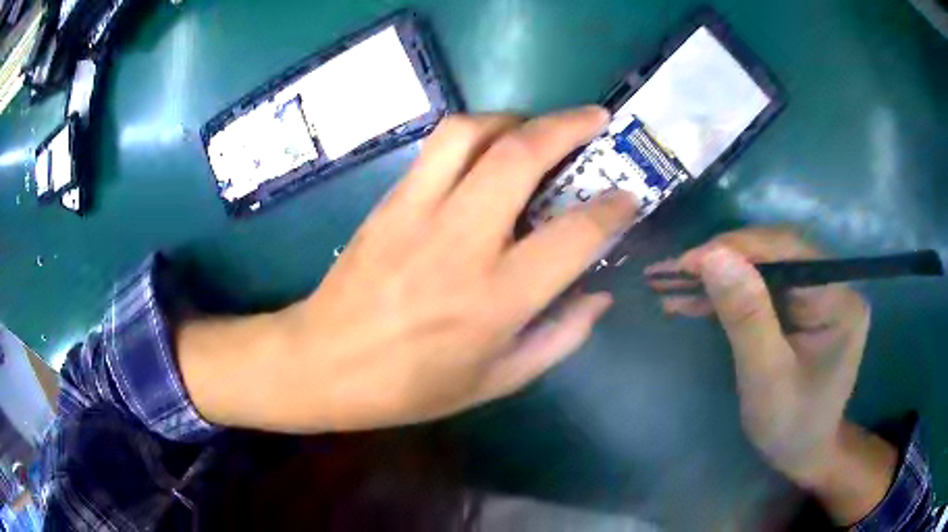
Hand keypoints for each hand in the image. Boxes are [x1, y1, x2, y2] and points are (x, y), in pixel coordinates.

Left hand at [181, 107, 637, 433]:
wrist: (322, 362)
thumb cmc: (410, 386)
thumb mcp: (496, 381)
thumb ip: (560, 337)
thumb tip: (600, 295)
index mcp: (496, 299)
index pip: (574, 235)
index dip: (613, 208)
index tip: (629, 195)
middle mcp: (461, 242)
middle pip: (522, 156)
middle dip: (569, 126)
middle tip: (595, 120)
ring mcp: (418, 212)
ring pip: (472, 132)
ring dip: (516, 119)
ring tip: (537, 129)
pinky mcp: (389, 201)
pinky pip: (436, 146)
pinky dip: (475, 132)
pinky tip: (488, 149)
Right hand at [647, 227, 895, 524]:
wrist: (803, 451)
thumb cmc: (790, 426)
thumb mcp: (766, 378)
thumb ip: (746, 317)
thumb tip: (713, 256)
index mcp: (838, 300)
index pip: (787, 253)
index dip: (735, 250)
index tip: (684, 265)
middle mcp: (835, 283)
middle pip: (775, 252)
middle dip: (722, 261)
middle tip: (672, 276)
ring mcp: (820, 290)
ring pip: (765, 265)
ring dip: (719, 275)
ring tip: (675, 287)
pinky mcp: (804, 302)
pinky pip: (763, 284)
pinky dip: (728, 291)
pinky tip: (697, 299)